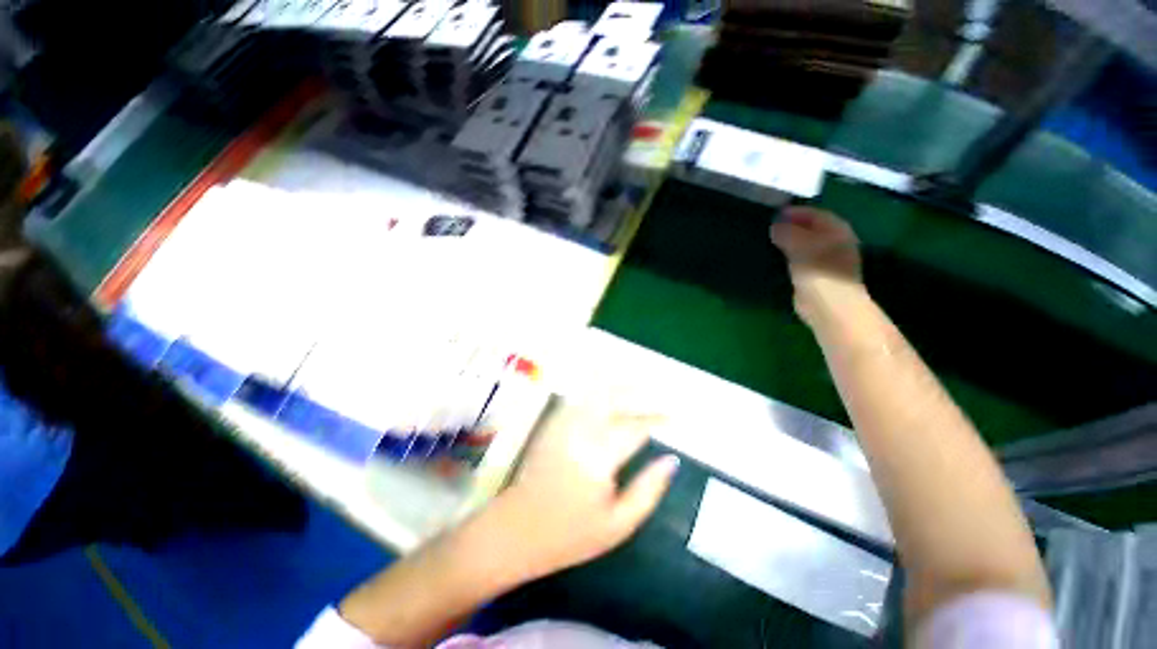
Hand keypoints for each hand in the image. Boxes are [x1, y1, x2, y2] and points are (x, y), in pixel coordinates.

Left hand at [486, 401, 678, 580]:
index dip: (656, 419)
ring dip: (616, 384)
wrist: (516, 530)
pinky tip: (604, 387)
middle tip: (655, 390)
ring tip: (634, 383)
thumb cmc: (571, 534)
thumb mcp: (619, 524)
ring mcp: (563, 424)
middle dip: (636, 391)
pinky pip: (577, 397)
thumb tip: (672, 461)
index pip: (635, 427)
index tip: (672, 417)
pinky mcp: (552, 424)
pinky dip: (593, 388)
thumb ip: (648, 489)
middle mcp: (581, 431)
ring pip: (593, 392)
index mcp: (600, 457)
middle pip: (613, 398)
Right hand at [770, 207, 865, 326]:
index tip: (776, 213)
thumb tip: (775, 226)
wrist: (828, 305)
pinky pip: (804, 259)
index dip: (796, 212)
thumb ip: (786, 233)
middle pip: (814, 229)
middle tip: (772, 226)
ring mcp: (829, 260)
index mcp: (837, 230)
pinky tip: (780, 259)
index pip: (816, 214)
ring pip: (809, 244)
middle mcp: (836, 242)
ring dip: (793, 241)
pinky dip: (793, 256)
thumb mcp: (799, 245)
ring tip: (773, 241)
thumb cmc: (817, 270)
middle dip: (794, 226)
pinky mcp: (819, 276)